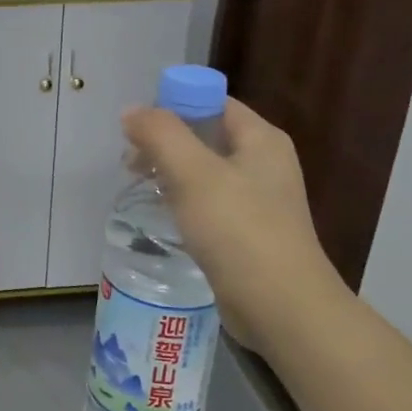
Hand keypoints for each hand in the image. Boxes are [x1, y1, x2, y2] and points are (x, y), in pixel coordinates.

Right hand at [121, 98, 348, 354]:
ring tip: (140, 186)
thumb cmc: (239, 230)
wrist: (281, 307)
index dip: (173, 105)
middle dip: (165, 142)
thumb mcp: (193, 173)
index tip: (137, 128)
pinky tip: (164, 215)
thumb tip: (132, 111)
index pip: (213, 102)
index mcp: (261, 139)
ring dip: (171, 172)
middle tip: (130, 161)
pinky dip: (184, 201)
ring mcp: (259, 200)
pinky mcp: (249, 232)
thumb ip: (160, 134)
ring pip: (205, 171)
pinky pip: (209, 202)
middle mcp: (265, 163)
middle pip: (206, 135)